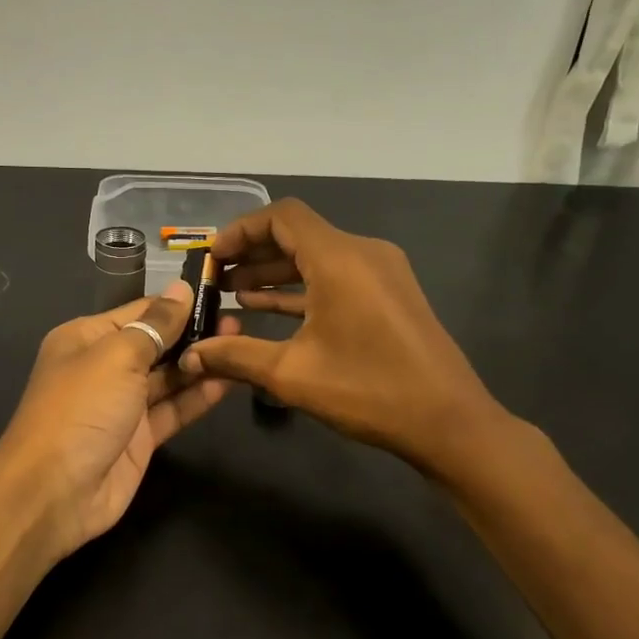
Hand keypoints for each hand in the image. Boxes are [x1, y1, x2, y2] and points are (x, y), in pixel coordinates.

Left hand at [0, 284, 238, 559]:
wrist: (55, 490)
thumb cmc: (82, 408)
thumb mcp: (117, 356)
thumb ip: (155, 325)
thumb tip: (182, 290)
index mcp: (87, 338)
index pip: (140, 312)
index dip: (177, 305)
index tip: (220, 295)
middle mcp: (104, 367)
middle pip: (156, 344)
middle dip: (194, 334)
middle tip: (239, 324)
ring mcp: (123, 405)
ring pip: (168, 378)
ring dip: (201, 363)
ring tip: (242, 346)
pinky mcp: (140, 438)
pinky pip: (173, 409)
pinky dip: (199, 396)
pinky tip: (230, 380)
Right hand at [179, 199, 507, 475]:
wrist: (448, 421)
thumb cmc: (368, 390)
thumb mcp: (292, 374)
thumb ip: (235, 357)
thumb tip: (189, 356)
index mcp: (339, 259)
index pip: (282, 217)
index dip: (241, 230)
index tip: (212, 257)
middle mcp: (362, 253)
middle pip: (298, 234)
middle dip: (253, 254)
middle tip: (215, 280)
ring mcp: (381, 273)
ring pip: (317, 257)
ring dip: (275, 272)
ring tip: (234, 296)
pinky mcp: (390, 295)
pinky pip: (337, 277)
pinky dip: (302, 287)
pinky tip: (269, 309)